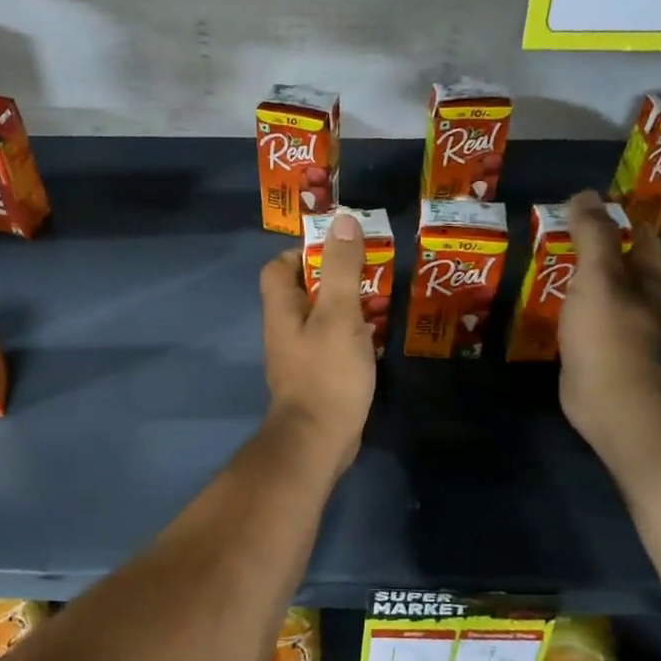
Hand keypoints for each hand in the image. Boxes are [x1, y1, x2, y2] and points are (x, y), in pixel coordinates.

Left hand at [258, 211, 376, 472]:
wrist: (318, 440)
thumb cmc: (327, 372)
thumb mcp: (339, 313)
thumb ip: (341, 267)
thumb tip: (343, 219)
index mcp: (282, 308)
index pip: (279, 266)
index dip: (305, 252)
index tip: (340, 250)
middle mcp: (284, 329)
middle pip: (303, 291)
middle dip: (336, 278)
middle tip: (372, 274)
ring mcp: (299, 355)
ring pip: (321, 318)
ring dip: (348, 306)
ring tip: (382, 302)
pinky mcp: (316, 377)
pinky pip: (332, 343)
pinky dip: (352, 335)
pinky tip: (376, 337)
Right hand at [558, 190, 660, 440]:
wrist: (607, 397)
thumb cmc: (606, 331)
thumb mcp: (598, 275)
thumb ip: (592, 235)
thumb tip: (585, 194)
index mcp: (647, 279)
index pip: (639, 236)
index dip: (618, 216)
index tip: (585, 204)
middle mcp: (638, 300)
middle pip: (619, 263)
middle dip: (593, 245)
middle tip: (556, 229)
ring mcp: (617, 328)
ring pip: (598, 291)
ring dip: (576, 276)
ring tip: (544, 260)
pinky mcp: (594, 349)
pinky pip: (580, 317)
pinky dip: (565, 304)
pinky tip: (542, 302)